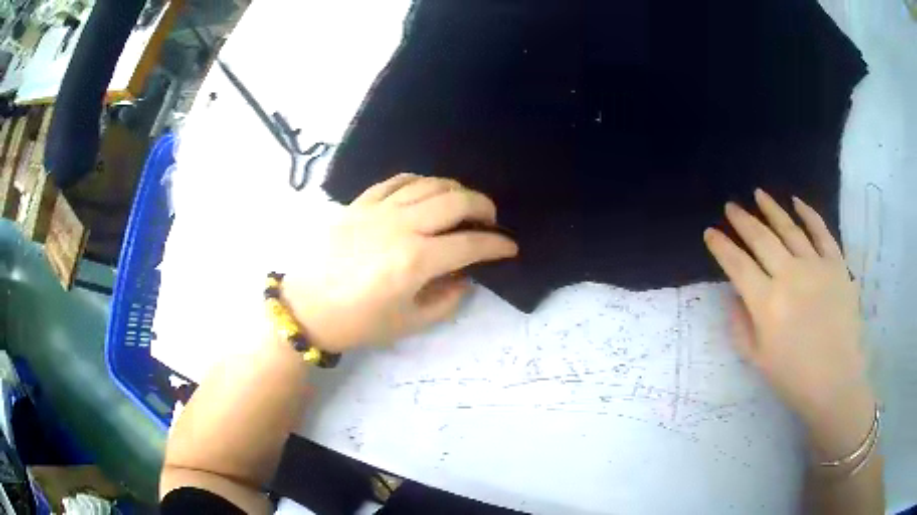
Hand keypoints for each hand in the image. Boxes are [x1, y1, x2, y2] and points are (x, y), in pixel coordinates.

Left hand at [282, 174, 517, 352]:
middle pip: (456, 200)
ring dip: (455, 190)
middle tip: (490, 220)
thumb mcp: (409, 323)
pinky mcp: (360, 203)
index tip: (509, 247)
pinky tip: (427, 192)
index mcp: (415, 260)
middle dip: (483, 206)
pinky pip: (397, 181)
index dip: (497, 244)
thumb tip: (466, 277)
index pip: (470, 243)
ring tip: (463, 204)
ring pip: (429, 184)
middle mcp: (401, 226)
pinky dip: (420, 182)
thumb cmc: (358, 322)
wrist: (306, 307)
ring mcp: (379, 209)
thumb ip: (447, 300)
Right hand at [704, 189, 873, 458]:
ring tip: (758, 194)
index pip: (737, 265)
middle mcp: (789, 276)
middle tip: (731, 207)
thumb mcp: (757, 360)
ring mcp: (815, 266)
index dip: (721, 247)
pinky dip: (808, 214)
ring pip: (789, 229)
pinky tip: (797, 201)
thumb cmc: (793, 377)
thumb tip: (734, 296)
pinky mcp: (836, 264)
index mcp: (766, 303)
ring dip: (771, 209)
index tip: (710, 233)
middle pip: (761, 239)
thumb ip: (740, 326)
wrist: (836, 381)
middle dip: (742, 221)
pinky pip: (821, 232)